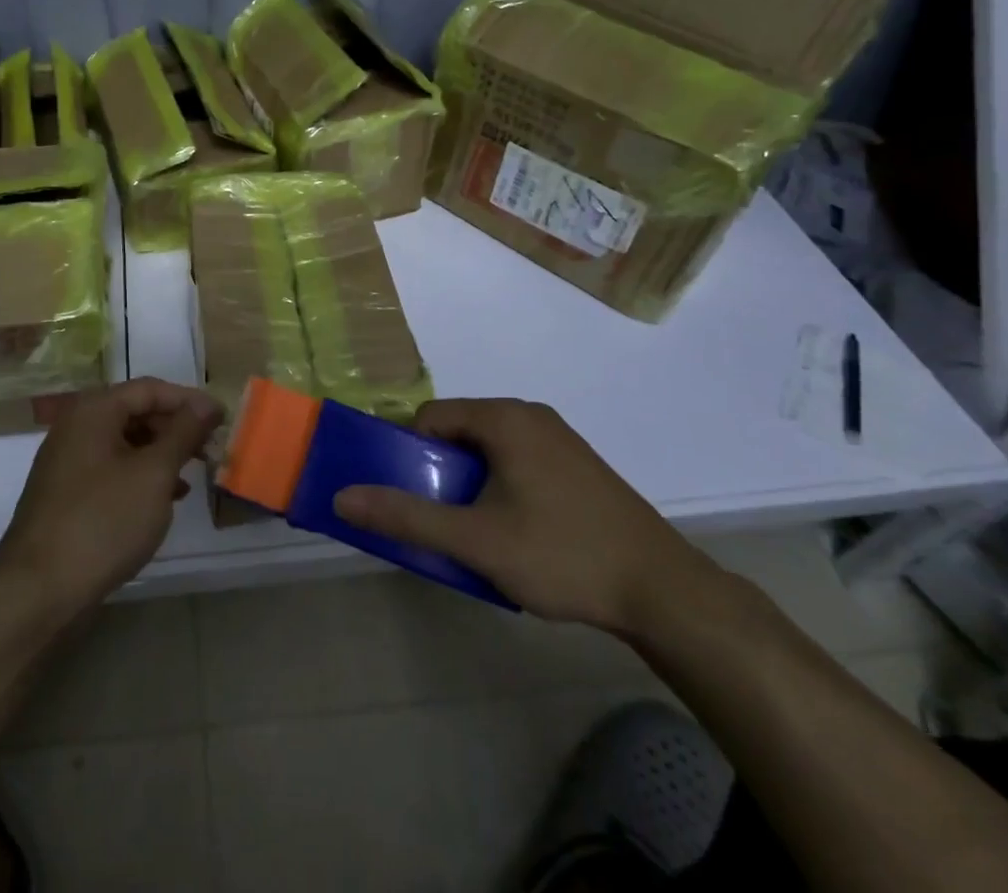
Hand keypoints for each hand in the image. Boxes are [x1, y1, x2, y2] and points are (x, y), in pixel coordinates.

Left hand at [0, 378, 221, 623]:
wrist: (38, 591)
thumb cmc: (103, 521)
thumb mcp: (154, 474)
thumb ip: (183, 433)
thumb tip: (207, 404)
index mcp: (93, 410)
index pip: (150, 389)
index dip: (189, 400)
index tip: (222, 419)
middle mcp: (76, 426)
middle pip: (135, 413)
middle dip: (175, 429)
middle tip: (210, 449)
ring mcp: (68, 461)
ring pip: (125, 443)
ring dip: (160, 455)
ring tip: (192, 476)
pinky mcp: (66, 494)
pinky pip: (111, 470)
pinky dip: (140, 477)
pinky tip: (164, 500)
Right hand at [333, 399, 715, 636]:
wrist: (665, 593)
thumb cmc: (562, 555)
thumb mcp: (476, 540)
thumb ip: (406, 516)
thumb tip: (342, 496)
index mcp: (504, 418)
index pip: (430, 417)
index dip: (408, 453)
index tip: (410, 497)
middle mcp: (530, 415)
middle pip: (458, 431)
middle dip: (439, 472)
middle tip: (440, 520)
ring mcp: (559, 439)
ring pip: (488, 450)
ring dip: (468, 484)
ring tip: (475, 532)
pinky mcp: (577, 465)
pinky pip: (517, 462)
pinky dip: (499, 487)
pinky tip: (515, 533)